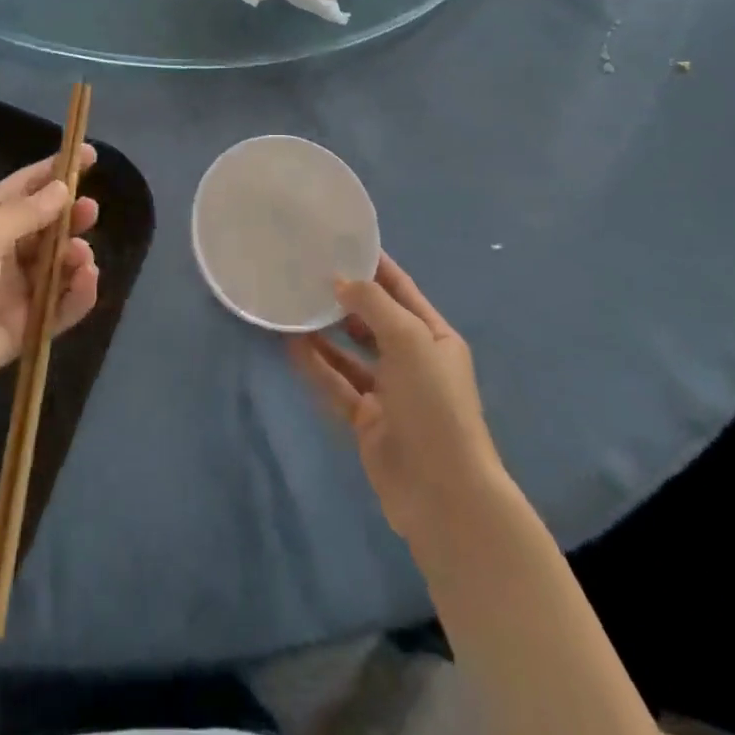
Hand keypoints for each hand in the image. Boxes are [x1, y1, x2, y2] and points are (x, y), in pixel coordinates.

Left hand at [0, 147, 99, 426]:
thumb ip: (25, 213)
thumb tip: (61, 187)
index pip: (26, 187)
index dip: (56, 170)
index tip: (91, 154)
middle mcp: (0, 252)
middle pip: (47, 226)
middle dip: (71, 216)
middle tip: (91, 212)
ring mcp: (12, 291)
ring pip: (57, 266)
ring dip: (75, 256)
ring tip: (81, 257)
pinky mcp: (22, 328)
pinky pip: (60, 307)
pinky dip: (78, 295)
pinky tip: (87, 283)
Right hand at [289, 254, 505, 551]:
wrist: (443, 493)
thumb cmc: (434, 404)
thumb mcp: (410, 340)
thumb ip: (373, 305)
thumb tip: (339, 282)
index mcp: (434, 336)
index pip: (400, 289)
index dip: (373, 265)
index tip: (339, 241)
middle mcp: (412, 359)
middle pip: (373, 319)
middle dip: (344, 297)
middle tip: (304, 272)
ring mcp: (388, 391)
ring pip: (350, 352)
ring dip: (324, 331)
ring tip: (292, 304)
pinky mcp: (366, 419)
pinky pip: (336, 383)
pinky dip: (316, 366)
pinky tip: (291, 345)